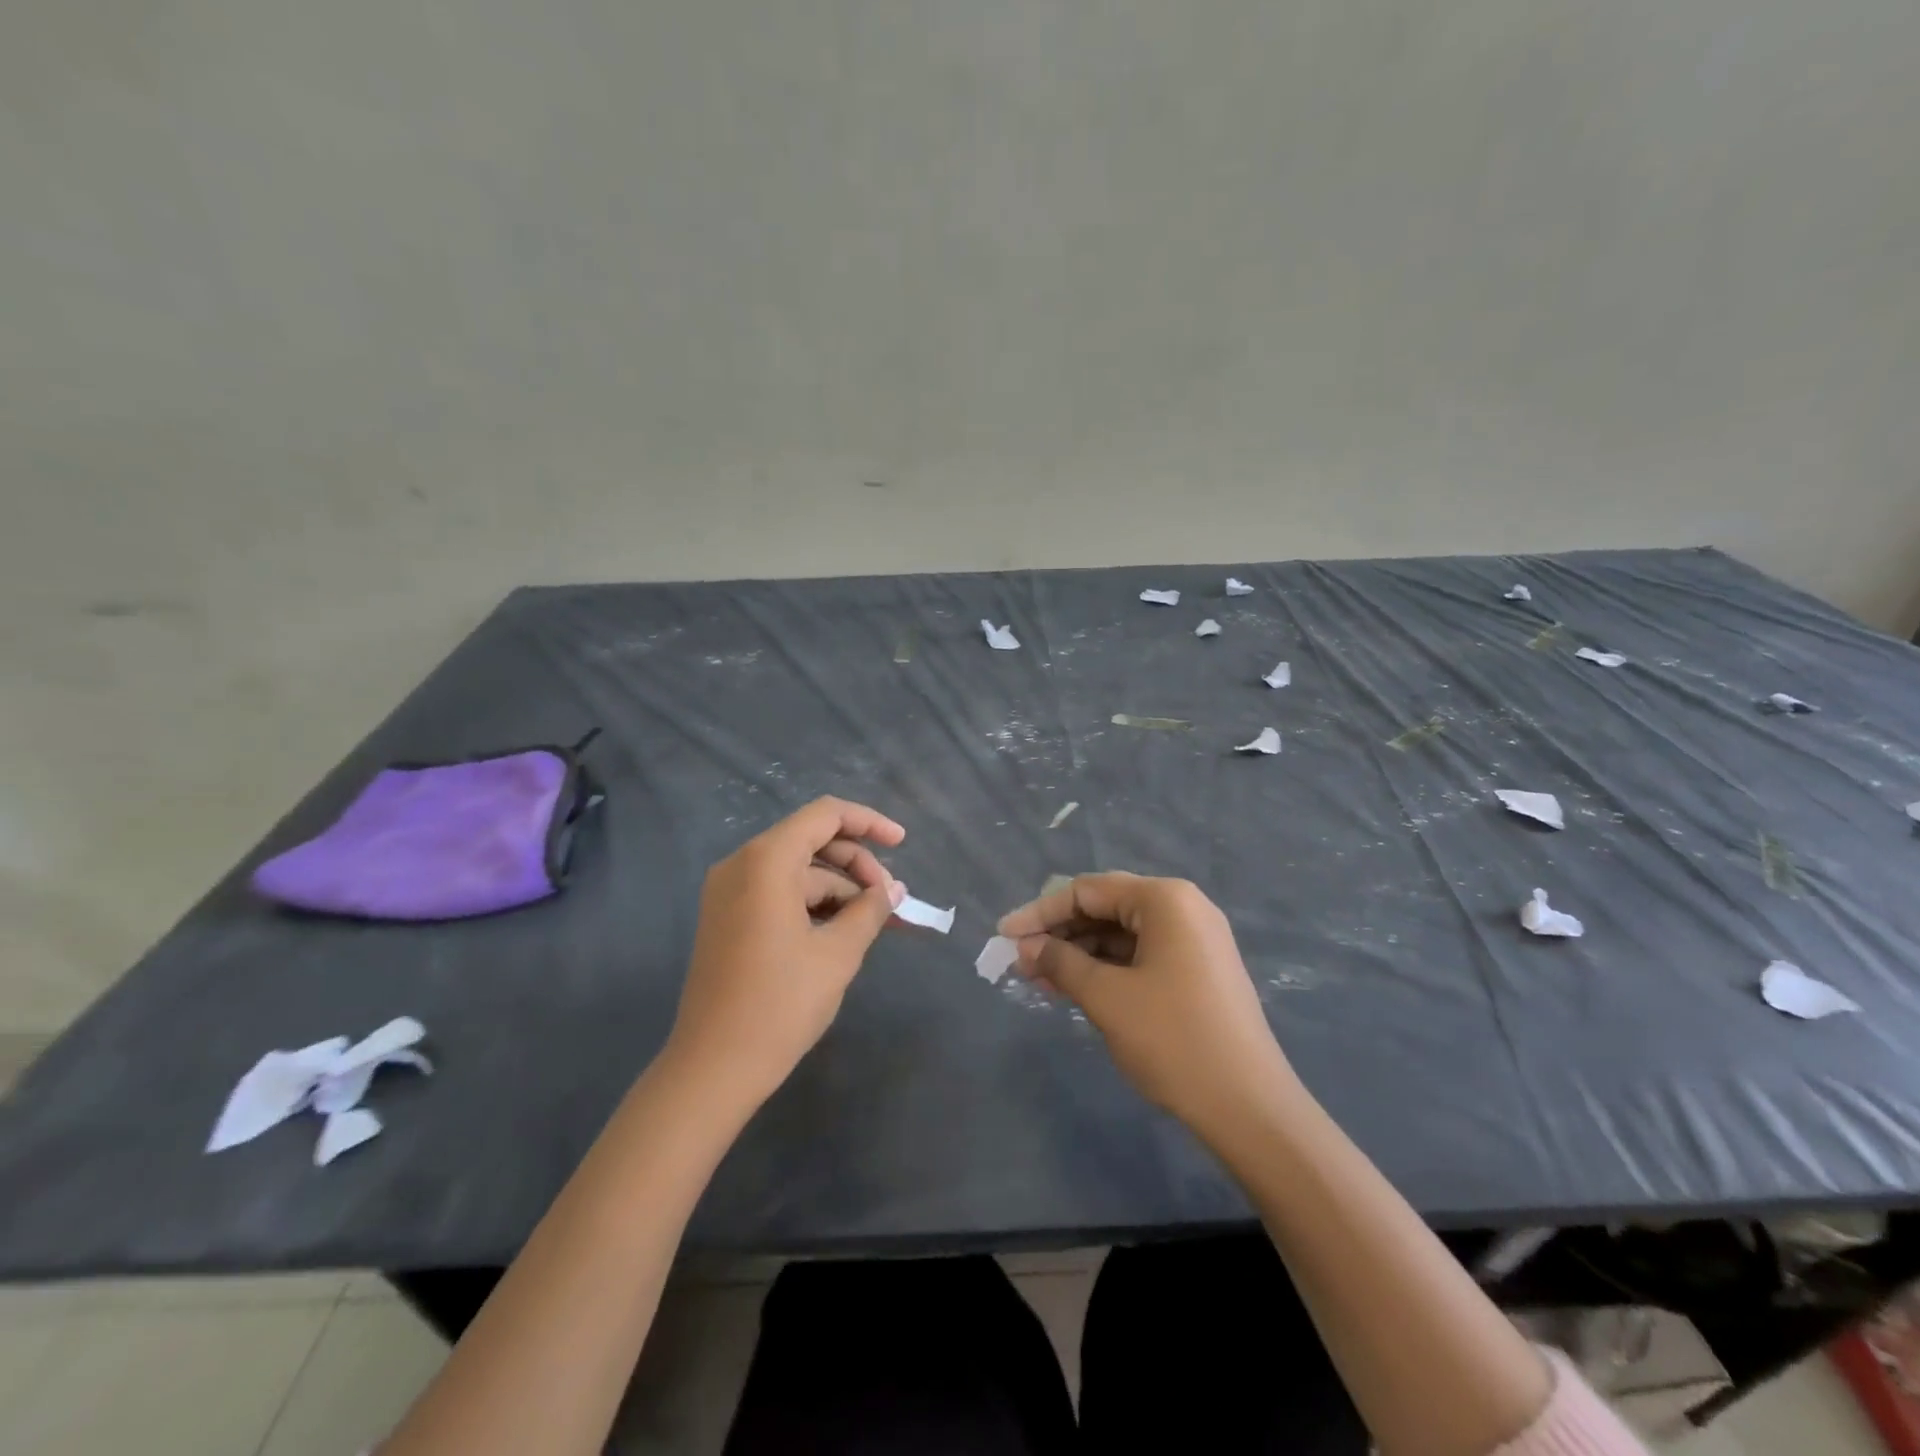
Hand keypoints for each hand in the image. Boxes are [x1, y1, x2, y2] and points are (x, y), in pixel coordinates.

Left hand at [668, 797, 905, 1107]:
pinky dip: (813, 905)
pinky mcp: (727, 918)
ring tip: (874, 924)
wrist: (712, 1069)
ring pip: (798, 872)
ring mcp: (729, 892)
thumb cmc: (780, 1004)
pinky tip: (841, 933)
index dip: (869, 823)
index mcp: (766, 861)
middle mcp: (742, 865)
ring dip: (839, 890)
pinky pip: (779, 894)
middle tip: (891, 901)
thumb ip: (871, 911)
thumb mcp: (837, 954)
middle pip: (812, 841)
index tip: (903, 844)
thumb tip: (893, 891)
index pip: (825, 815)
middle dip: (857, 865)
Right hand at [998, 873, 1292, 1132]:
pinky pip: (1142, 956)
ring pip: (1122, 934)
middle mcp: (1183, 908)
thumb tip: (1026, 946)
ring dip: (1080, 954)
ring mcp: (1196, 940)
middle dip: (1059, 933)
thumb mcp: (1106, 998)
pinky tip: (1077, 989)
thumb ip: (1061, 962)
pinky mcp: (1199, 971)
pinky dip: (1107, 969)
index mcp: (1165, 899)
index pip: (1087, 891)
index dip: (1040, 912)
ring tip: (1041, 981)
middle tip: (1020, 962)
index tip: (1003, 936)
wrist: (1251, 1109)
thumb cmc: (1173, 1040)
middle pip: (1106, 908)